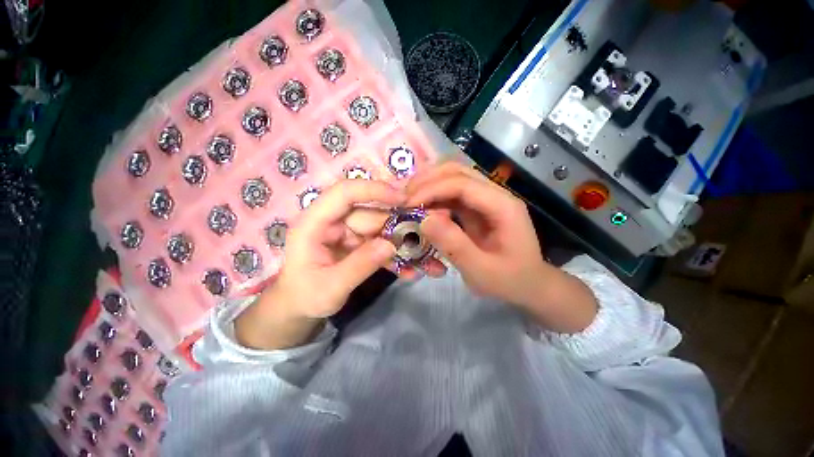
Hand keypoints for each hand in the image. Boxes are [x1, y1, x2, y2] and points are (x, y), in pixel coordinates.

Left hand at [235, 180, 404, 349]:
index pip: (344, 193)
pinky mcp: (358, 243)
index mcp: (314, 223)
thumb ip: (359, 266)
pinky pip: (380, 243)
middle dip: (397, 226)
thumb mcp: (329, 288)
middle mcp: (333, 222)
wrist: (299, 307)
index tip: (402, 199)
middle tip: (424, 240)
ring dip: (400, 243)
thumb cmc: (304, 297)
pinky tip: (409, 269)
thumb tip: (390, 245)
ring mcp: (347, 232)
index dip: (373, 190)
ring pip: (380, 229)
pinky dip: (395, 254)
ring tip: (421, 257)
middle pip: (371, 214)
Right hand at [406, 162, 596, 332]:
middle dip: (427, 180)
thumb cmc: (509, 280)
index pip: (462, 184)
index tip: (407, 205)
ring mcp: (486, 199)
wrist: (529, 284)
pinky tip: (422, 208)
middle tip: (404, 198)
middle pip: (458, 171)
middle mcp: (495, 194)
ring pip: (453, 177)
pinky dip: (434, 197)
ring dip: (429, 185)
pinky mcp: (477, 207)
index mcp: (503, 206)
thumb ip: (453, 245)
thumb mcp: (481, 270)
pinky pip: (452, 193)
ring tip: (409, 200)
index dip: (431, 189)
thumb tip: (423, 220)